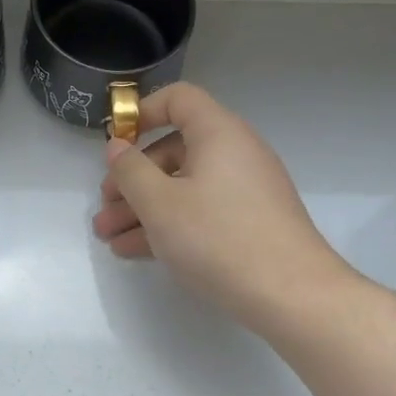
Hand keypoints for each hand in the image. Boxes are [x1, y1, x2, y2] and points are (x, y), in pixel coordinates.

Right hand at [92, 83, 349, 327]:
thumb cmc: (218, 238)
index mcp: (218, 133)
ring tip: (109, 238)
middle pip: (174, 150)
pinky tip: (136, 251)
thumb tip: (116, 147)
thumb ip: (130, 170)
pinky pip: (200, 212)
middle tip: (104, 207)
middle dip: (132, 179)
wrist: (291, 295)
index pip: (178, 99)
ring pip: (183, 187)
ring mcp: (244, 191)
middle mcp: (235, 153)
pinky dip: (169, 224)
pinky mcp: (249, 223)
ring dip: (143, 208)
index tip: (114, 144)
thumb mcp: (160, 204)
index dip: (141, 113)